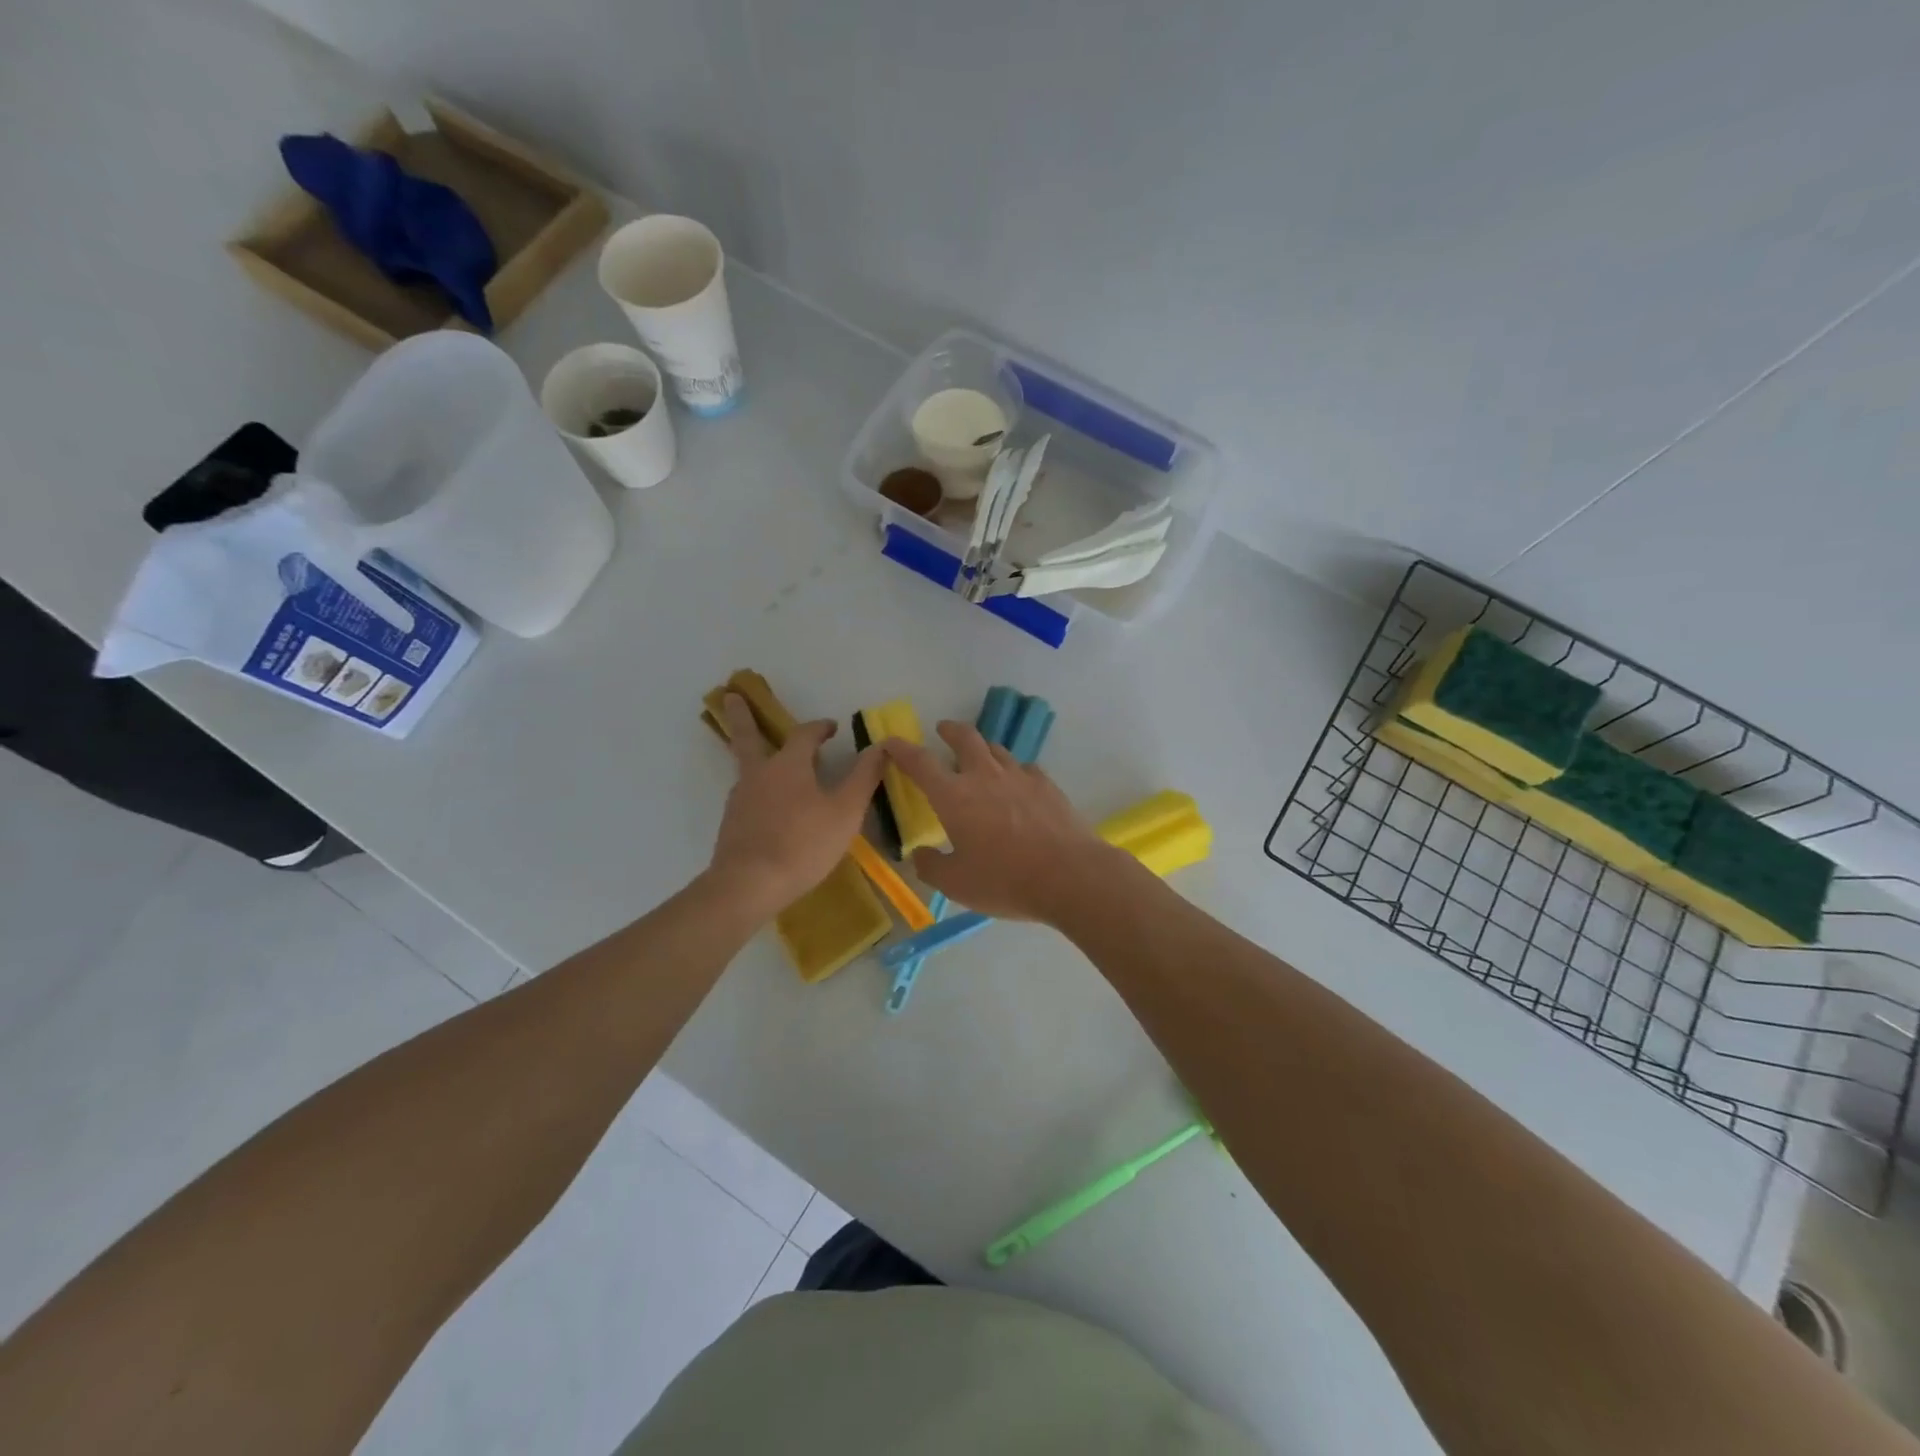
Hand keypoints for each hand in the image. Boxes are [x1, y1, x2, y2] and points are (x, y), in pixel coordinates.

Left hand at [710, 694, 886, 915]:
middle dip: (742, 716)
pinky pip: (746, 796)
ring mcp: (740, 799)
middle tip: (730, 695)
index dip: (819, 727)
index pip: (804, 734)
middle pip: (748, 737)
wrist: (749, 885)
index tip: (831, 727)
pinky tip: (767, 806)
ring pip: (747, 768)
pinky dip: (756, 789)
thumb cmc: (804, 843)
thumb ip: (864, 777)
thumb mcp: (846, 811)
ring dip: (753, 755)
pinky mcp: (732, 824)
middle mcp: (759, 774)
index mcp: (788, 764)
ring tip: (764, 758)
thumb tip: (883, 746)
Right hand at [883, 722, 1122, 921]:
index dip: (902, 750)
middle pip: (965, 738)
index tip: (891, 742)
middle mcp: (985, 776)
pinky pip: (1024, 767)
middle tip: (943, 730)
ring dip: (982, 748)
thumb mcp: (957, 884)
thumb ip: (931, 866)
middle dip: (950, 730)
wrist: (1070, 875)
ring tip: (979, 757)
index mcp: (954, 796)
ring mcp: (1019, 776)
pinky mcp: (1047, 785)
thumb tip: (920, 854)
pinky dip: (1012, 770)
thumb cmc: (1005, 880)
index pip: (920, 763)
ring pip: (996, 749)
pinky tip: (1016, 784)